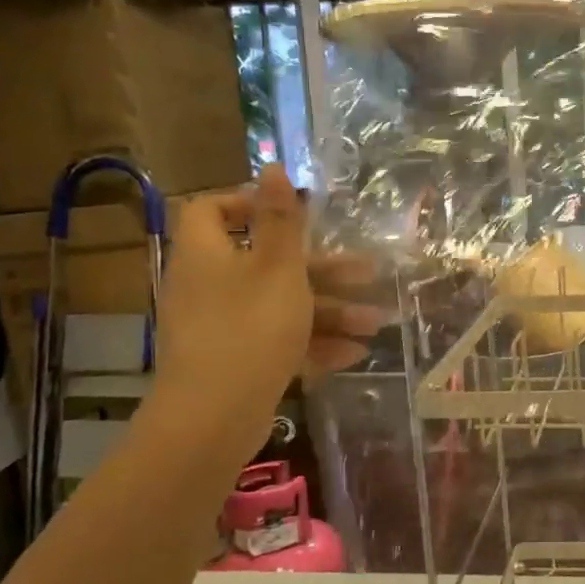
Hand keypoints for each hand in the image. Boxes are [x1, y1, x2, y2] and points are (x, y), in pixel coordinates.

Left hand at [151, 165, 381, 429]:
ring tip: (377, 323)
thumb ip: (281, 218)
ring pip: (280, 305)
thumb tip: (271, 166)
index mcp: (207, 253)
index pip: (213, 209)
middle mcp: (208, 284)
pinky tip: (354, 353)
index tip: (294, 214)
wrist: (214, 418)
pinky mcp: (234, 360)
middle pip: (267, 262)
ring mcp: (220, 326)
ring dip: (330, 311)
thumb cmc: (250, 327)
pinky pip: (276, 339)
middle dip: (323, 270)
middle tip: (367, 272)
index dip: (250, 204)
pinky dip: (313, 342)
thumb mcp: (277, 266)